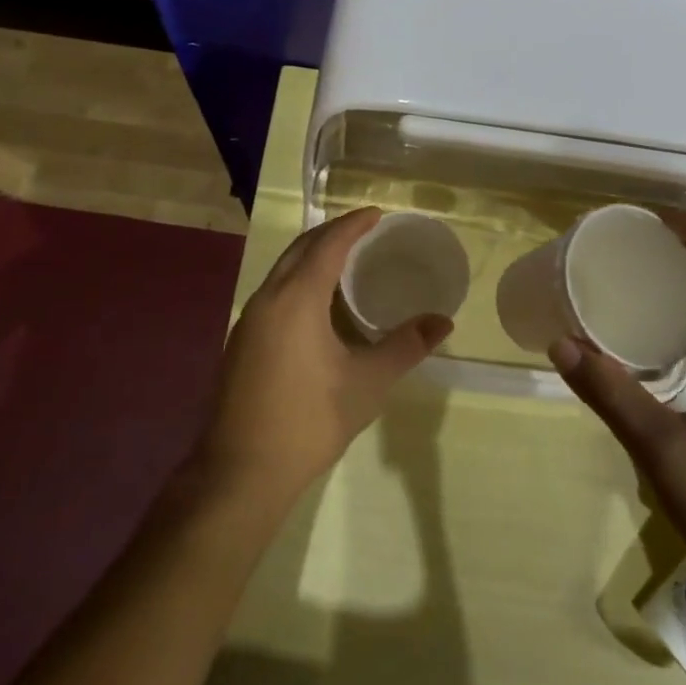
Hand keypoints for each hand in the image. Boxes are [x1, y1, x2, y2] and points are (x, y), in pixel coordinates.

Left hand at [196, 207, 452, 505]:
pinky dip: (299, 280)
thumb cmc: (310, 420)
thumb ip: (406, 346)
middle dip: (331, 233)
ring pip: (282, 271)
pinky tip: (318, 304)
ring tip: (345, 260)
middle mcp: (267, 299)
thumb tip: (443, 321)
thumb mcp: (368, 382)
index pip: (328, 245)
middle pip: (300, 249)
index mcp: (296, 299)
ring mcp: (248, 321)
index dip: (353, 225)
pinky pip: (274, 292)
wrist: (242, 470)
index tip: (377, 214)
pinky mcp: (242, 343)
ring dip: (312, 256)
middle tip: (364, 230)